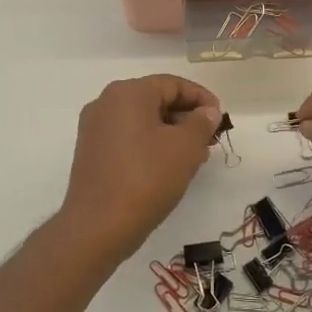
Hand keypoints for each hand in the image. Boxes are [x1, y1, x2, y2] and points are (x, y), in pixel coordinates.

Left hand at [59, 75, 221, 260]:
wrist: (98, 226)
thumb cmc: (146, 178)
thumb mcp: (185, 148)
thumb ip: (201, 123)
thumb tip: (207, 112)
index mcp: (128, 92)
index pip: (173, 84)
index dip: (201, 98)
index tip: (220, 118)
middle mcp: (106, 102)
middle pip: (156, 100)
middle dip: (187, 118)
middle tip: (210, 140)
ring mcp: (95, 128)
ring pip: (142, 121)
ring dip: (171, 133)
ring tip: (195, 157)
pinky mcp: (91, 152)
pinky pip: (128, 138)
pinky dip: (151, 145)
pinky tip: (169, 167)